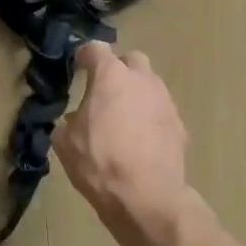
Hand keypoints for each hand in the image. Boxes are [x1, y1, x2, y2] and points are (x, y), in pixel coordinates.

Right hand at [55, 41, 189, 227]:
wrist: (147, 196)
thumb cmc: (100, 163)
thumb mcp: (66, 143)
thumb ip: (69, 121)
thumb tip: (76, 119)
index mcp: (111, 76)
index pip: (95, 48)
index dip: (84, 55)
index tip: (78, 64)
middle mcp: (142, 80)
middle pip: (131, 60)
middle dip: (118, 69)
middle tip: (105, 90)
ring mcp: (165, 100)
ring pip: (149, 84)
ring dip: (136, 93)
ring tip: (122, 118)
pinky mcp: (179, 124)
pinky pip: (160, 110)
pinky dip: (149, 117)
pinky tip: (140, 139)